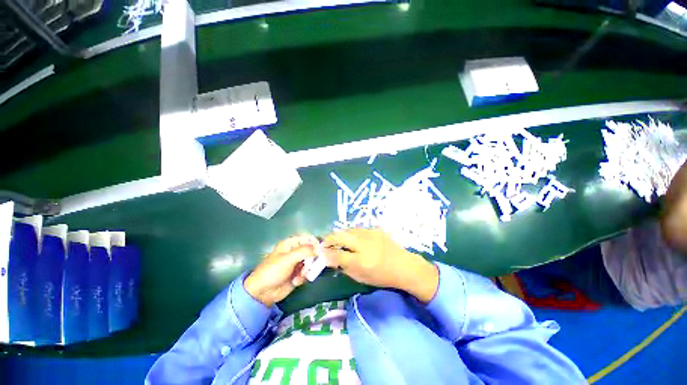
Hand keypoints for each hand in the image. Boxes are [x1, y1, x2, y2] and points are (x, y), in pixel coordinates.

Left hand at [245, 235, 317, 306]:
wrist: (262, 292)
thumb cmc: (273, 271)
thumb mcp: (288, 259)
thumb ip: (305, 251)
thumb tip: (319, 248)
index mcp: (291, 244)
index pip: (307, 238)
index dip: (315, 243)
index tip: (321, 250)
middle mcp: (295, 252)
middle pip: (311, 251)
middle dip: (312, 259)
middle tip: (310, 266)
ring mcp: (296, 263)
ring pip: (310, 263)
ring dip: (307, 270)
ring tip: (300, 275)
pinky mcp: (297, 274)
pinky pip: (307, 273)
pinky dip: (303, 277)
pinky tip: (296, 282)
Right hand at [322, 228, 438, 302]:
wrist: (404, 266)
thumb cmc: (381, 275)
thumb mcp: (360, 276)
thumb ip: (343, 266)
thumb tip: (329, 258)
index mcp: (359, 259)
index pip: (336, 252)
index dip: (325, 251)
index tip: (320, 250)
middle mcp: (363, 242)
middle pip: (340, 235)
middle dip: (330, 238)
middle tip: (327, 243)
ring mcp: (370, 233)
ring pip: (348, 230)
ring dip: (341, 235)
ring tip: (339, 241)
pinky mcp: (375, 229)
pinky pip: (358, 230)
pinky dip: (352, 234)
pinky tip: (354, 239)